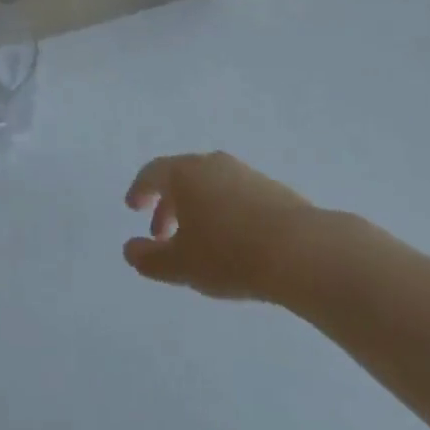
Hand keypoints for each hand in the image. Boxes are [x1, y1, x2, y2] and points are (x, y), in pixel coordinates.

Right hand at [123, 151, 317, 300]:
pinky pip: (235, 194)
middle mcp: (212, 163)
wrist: (299, 250)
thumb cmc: (229, 254)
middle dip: (167, 204)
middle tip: (162, 234)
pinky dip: (223, 210)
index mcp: (185, 173)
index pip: (153, 172)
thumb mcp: (181, 265)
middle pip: (181, 176)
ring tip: (198, 241)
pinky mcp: (271, 187)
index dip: (140, 189)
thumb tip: (129, 249)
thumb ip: (149, 258)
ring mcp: (244, 172)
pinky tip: (232, 240)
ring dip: (196, 208)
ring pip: (210, 184)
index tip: (133, 207)